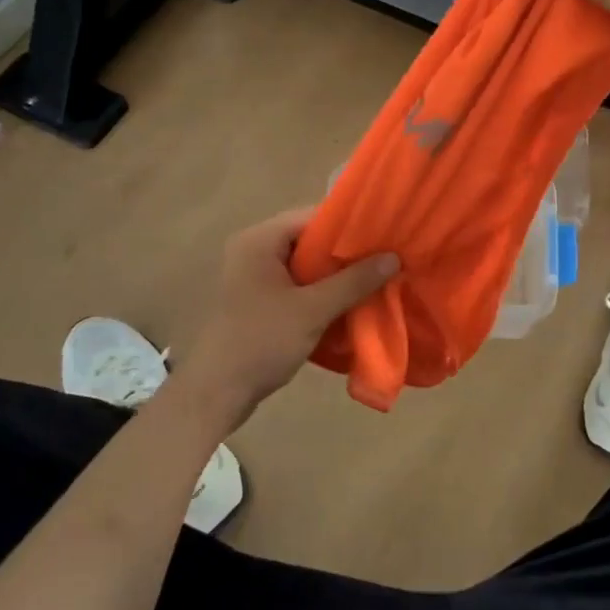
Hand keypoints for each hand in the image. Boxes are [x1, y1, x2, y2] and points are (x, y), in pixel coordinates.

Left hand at [167, 209, 397, 437]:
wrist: (216, 394)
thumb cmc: (261, 341)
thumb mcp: (313, 310)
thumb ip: (354, 281)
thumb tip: (393, 257)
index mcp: (260, 240)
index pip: (312, 216)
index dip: (349, 224)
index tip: (384, 235)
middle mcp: (254, 250)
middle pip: (309, 240)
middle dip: (345, 253)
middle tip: (384, 259)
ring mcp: (253, 277)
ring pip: (305, 266)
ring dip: (335, 275)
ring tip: (374, 279)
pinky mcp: (257, 302)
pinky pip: (297, 286)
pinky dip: (321, 292)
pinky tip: (349, 303)